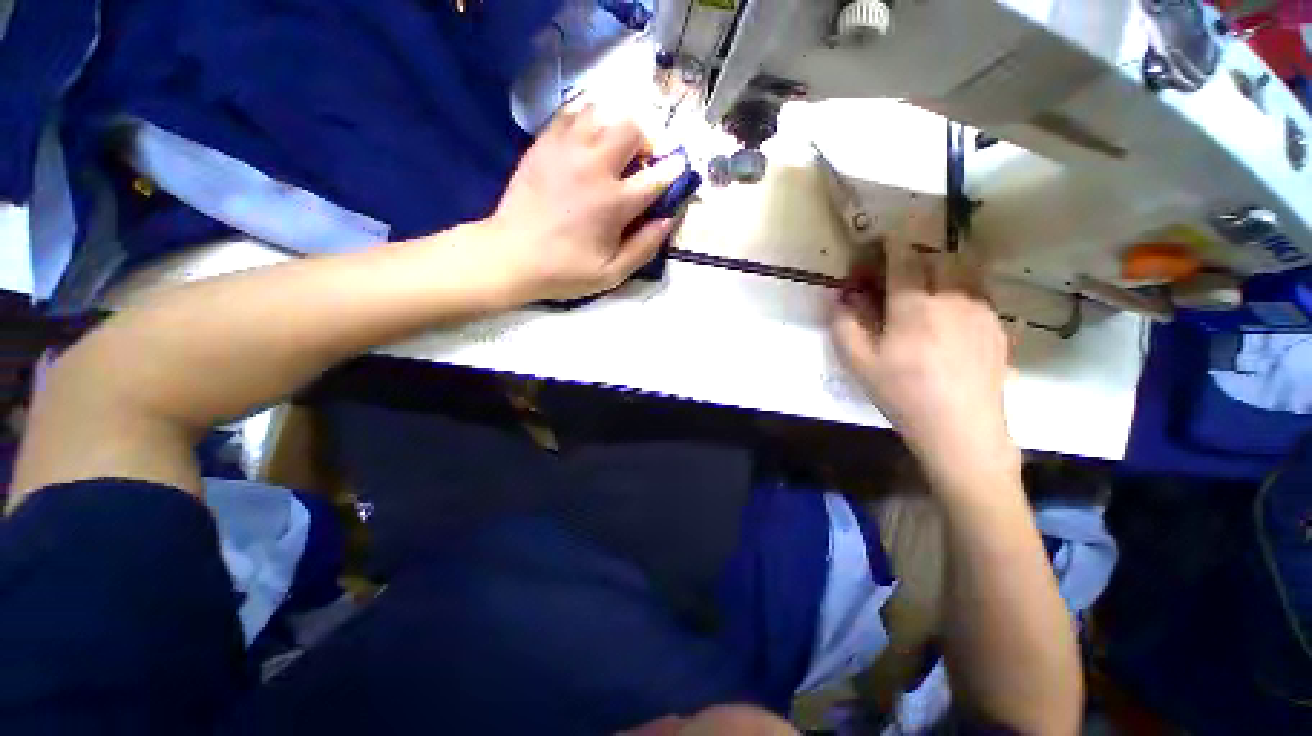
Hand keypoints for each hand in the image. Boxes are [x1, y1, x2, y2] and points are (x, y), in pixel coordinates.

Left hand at [481, 103, 683, 302]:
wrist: (510, 255)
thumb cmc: (564, 270)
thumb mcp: (612, 273)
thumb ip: (644, 247)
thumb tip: (668, 220)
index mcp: (614, 203)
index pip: (656, 176)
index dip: (673, 170)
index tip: (677, 169)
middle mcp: (594, 167)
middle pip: (632, 127)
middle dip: (647, 139)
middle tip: (641, 159)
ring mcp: (566, 150)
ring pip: (603, 111)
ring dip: (617, 125)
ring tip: (615, 148)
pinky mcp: (544, 143)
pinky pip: (572, 112)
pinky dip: (588, 118)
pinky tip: (588, 139)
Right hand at [831, 242, 1018, 488]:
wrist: (961, 429)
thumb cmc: (903, 394)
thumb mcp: (859, 364)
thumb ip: (844, 324)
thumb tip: (841, 297)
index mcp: (915, 305)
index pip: (903, 257)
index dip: (887, 245)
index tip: (876, 246)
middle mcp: (953, 297)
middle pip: (939, 255)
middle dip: (915, 257)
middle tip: (899, 276)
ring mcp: (981, 309)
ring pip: (965, 269)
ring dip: (942, 270)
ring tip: (926, 292)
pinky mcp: (997, 325)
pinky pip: (978, 292)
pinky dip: (959, 290)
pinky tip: (948, 319)